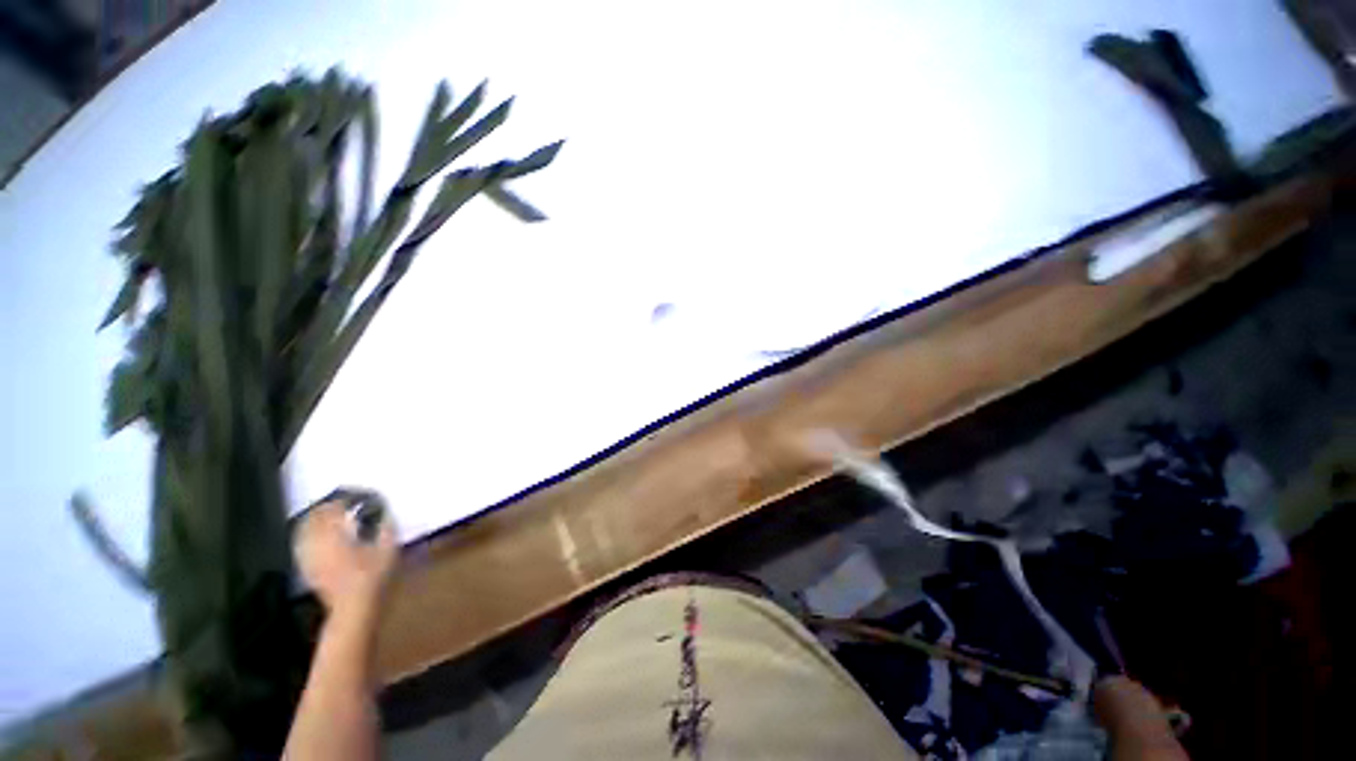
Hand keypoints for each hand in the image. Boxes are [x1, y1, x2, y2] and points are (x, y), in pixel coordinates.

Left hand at [293, 492, 398, 619]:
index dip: (343, 499)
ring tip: (328, 516)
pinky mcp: (307, 569)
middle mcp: (317, 542)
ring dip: (314, 520)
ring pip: (304, 530)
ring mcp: (309, 556)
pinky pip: (301, 545)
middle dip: (326, 507)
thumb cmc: (374, 577)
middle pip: (314, 517)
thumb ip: (386, 528)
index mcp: (336, 535)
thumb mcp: (388, 549)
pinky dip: (307, 535)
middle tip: (341, 503)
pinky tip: (317, 537)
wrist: (353, 609)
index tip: (356, 495)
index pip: (333, 509)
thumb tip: (385, 513)